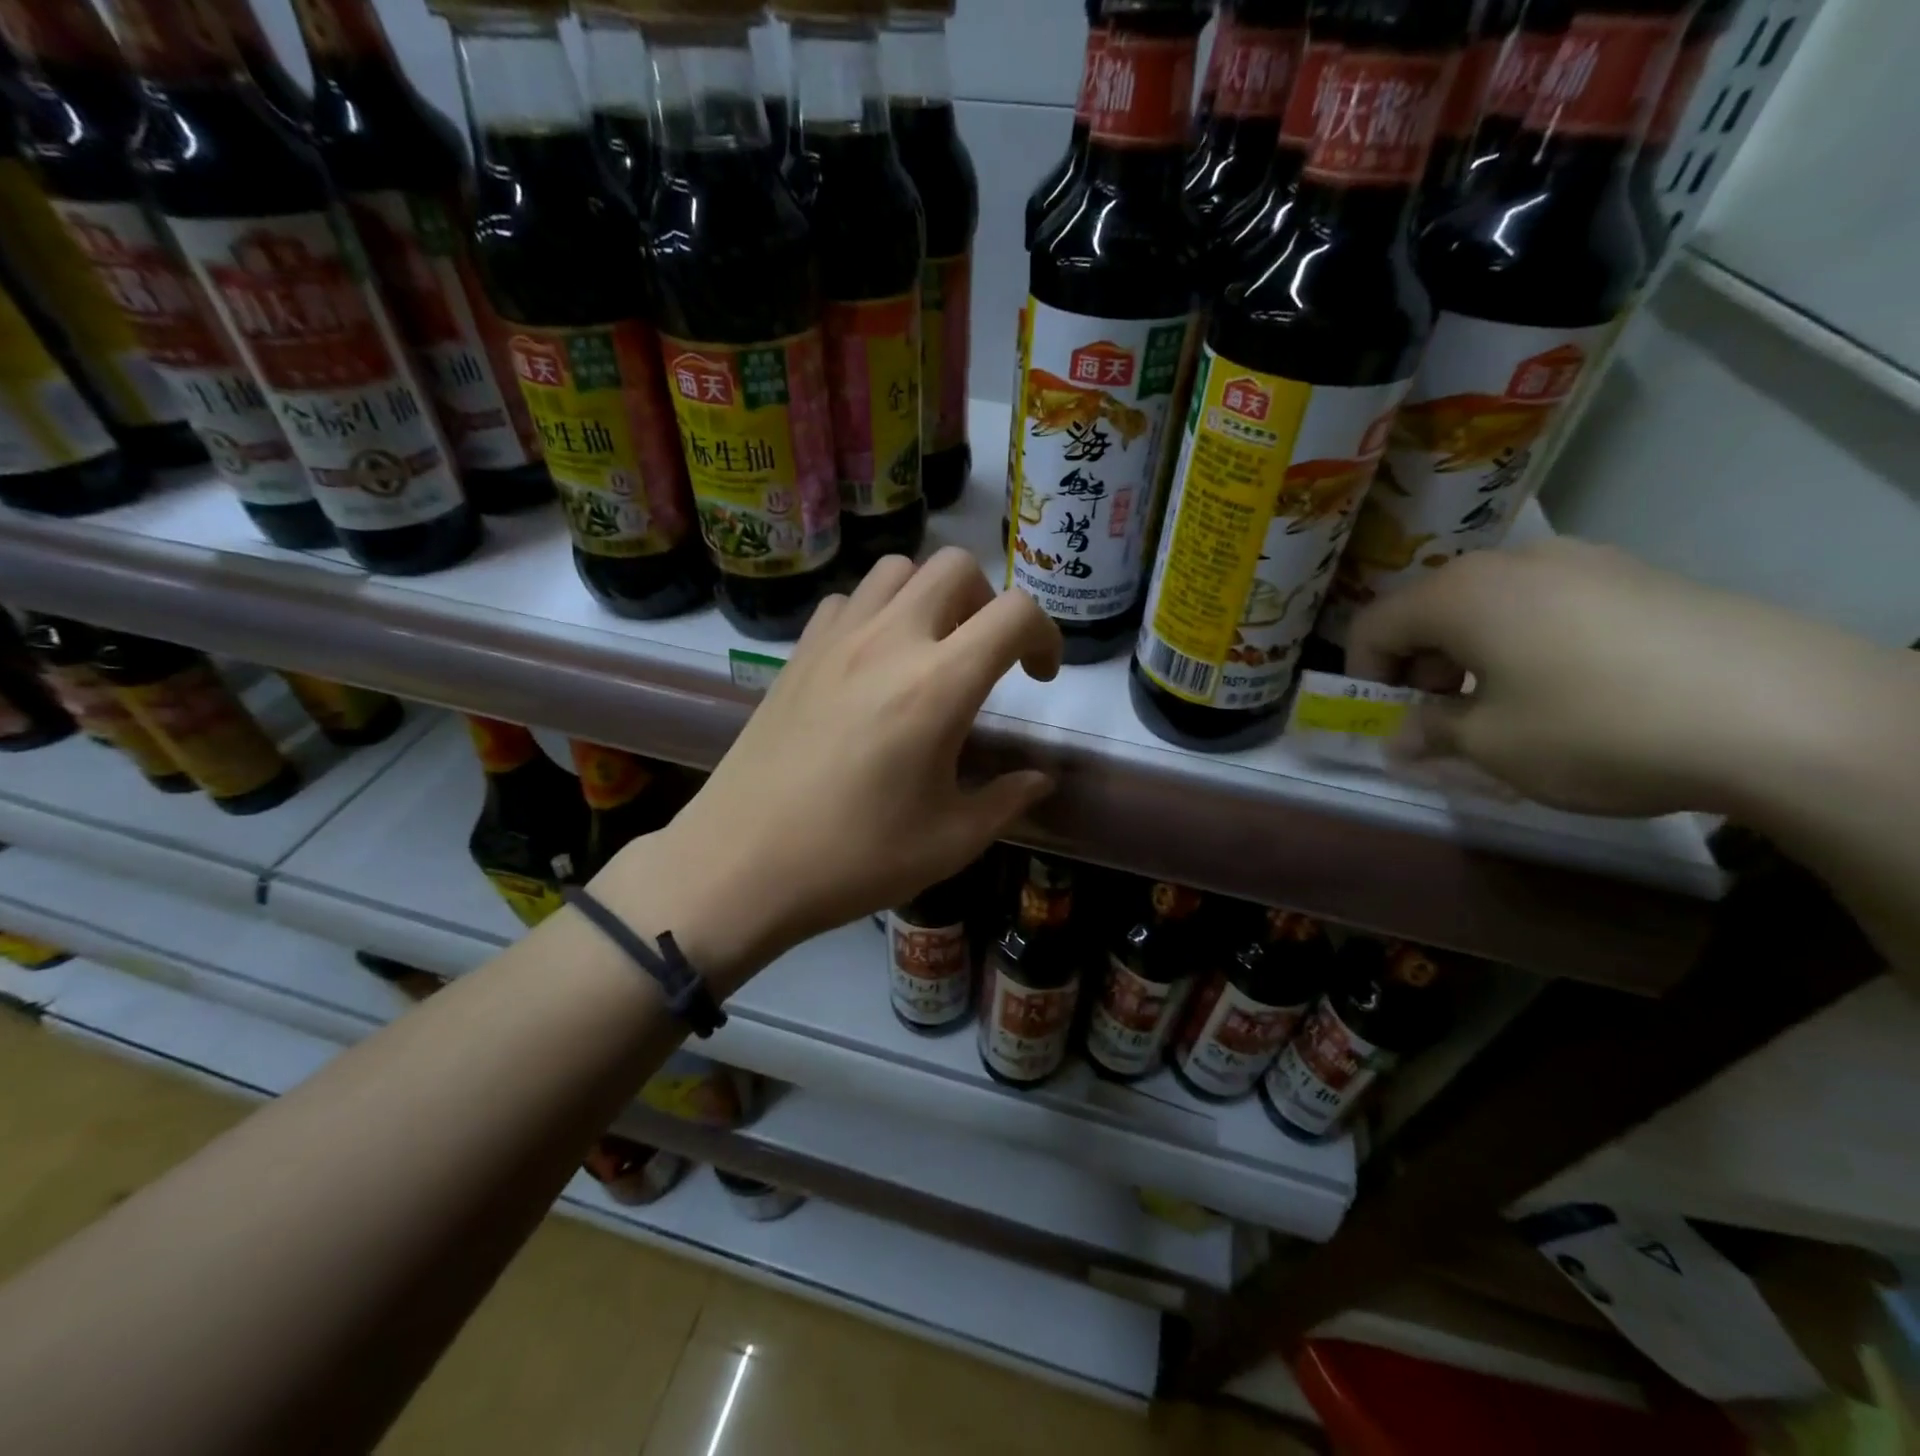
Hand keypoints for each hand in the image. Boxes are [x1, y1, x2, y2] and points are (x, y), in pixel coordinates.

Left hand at [604, 549, 1061, 981]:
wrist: (741, 865)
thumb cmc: (854, 859)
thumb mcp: (950, 841)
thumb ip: (1007, 801)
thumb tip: (1040, 781)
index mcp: (938, 685)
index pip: (1015, 614)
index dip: (1047, 634)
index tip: (1040, 676)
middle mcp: (889, 642)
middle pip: (956, 567)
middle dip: (989, 602)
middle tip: (986, 657)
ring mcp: (835, 640)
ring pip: (897, 570)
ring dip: (930, 596)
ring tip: (931, 650)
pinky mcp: (797, 652)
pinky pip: (848, 600)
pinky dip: (876, 612)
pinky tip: (872, 663)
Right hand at [1345, 538, 1894, 819]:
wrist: (1785, 713)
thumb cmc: (1595, 727)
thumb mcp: (1491, 745)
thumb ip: (1431, 732)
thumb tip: (1404, 736)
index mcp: (1459, 594)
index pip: (1373, 626)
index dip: (1363, 675)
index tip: (1384, 719)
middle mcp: (1512, 561)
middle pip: (1431, 609)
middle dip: (1420, 664)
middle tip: (1444, 716)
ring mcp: (1583, 560)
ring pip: (1493, 605)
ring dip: (1475, 653)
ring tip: (1509, 705)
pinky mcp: (1639, 575)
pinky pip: (1551, 605)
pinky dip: (1531, 642)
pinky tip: (1573, 687)